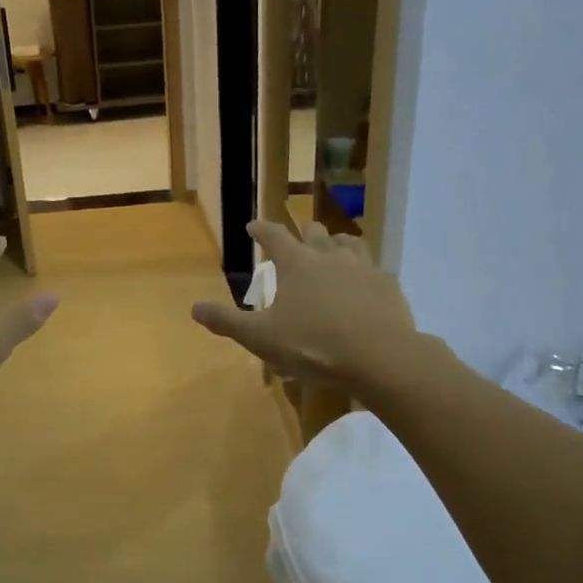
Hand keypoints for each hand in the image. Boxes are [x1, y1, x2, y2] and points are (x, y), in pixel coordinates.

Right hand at [191, 220, 415, 389]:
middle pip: (314, 233)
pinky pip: (375, 270)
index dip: (261, 229)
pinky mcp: (388, 285)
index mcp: (297, 263)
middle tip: (298, 239)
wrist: (379, 357)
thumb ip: (227, 321)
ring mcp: (364, 267)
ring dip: (337, 244)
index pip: (274, 235)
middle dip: (303, 233)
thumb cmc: (312, 344)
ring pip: (349, 243)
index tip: (253, 226)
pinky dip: (364, 273)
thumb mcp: (261, 338)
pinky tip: (364, 286)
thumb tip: (194, 308)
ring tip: (333, 252)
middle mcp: (330, 255)